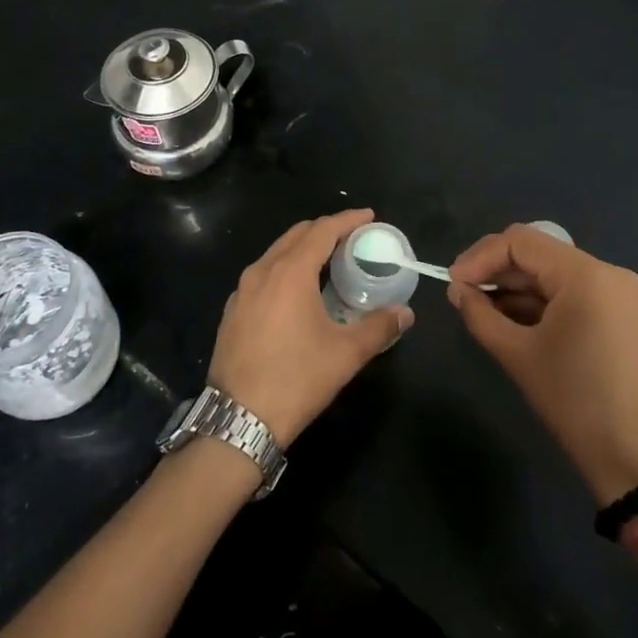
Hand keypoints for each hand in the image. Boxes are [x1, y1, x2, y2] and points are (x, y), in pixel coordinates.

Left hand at [208, 209, 411, 445]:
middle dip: (325, 230)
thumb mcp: (346, 354)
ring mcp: (242, 291)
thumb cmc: (296, 379)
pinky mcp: (232, 311)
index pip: (322, 230)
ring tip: (328, 262)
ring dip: (303, 249)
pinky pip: (262, 274)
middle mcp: (262, 271)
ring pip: (276, 253)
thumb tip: (405, 313)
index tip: (368, 217)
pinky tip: (297, 292)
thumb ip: (379, 327)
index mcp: (290, 272)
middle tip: (352, 238)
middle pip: (297, 235)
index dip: (347, 220)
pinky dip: (284, 269)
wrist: (238, 420)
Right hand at [447, 224, 637, 505]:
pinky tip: (507, 319)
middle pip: (537, 254)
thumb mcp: (518, 355)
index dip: (480, 257)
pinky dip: (537, 303)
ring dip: (514, 288)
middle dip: (496, 271)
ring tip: (478, 310)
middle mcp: (606, 272)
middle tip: (460, 295)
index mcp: (586, 274)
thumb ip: (480, 314)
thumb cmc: (574, 402)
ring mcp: (617, 293)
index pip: (521, 241)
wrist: (635, 460)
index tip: (452, 282)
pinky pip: (568, 294)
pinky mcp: (618, 314)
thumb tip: (457, 290)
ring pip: (551, 274)